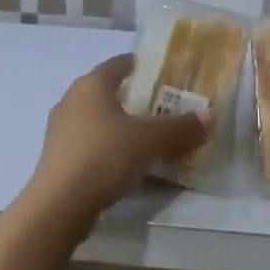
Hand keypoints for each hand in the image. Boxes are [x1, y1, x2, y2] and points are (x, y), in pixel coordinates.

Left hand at [24, 55, 211, 224]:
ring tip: (153, 140)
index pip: (119, 64)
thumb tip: (211, 116)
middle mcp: (72, 101)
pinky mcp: (59, 160)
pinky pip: (94, 147)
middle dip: (137, 100)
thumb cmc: (104, 156)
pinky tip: (133, 169)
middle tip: (166, 109)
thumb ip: (181, 127)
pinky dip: (113, 152)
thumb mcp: (151, 140)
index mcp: (91, 85)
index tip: (165, 73)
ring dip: (125, 129)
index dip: (142, 65)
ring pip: (101, 123)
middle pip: (109, 93)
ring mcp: (61, 132)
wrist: (59, 206)